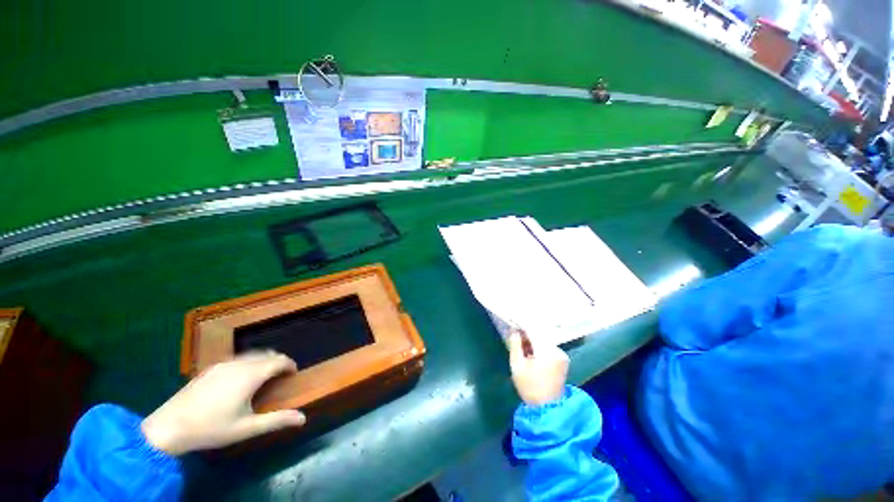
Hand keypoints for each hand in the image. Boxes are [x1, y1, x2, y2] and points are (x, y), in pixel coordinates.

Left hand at [142, 352, 305, 455]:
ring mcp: (223, 364)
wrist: (168, 427)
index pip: (279, 361)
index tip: (293, 374)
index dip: (290, 365)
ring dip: (263, 360)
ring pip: (252, 354)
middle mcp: (240, 364)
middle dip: (278, 361)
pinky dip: (248, 362)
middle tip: (281, 375)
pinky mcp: (211, 368)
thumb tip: (303, 418)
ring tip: (263, 375)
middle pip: (267, 354)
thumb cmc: (212, 428)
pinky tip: (241, 378)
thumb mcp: (246, 428)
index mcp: (251, 375)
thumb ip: (276, 421)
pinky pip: (238, 358)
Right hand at [507, 330, 568, 405]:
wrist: (548, 409)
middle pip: (539, 334)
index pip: (533, 330)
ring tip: (521, 346)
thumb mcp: (517, 365)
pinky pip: (548, 347)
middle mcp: (557, 350)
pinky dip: (538, 346)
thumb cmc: (530, 387)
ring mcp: (562, 355)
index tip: (512, 319)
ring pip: (544, 340)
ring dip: (532, 340)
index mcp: (547, 351)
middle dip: (526, 333)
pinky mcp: (562, 360)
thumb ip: (515, 344)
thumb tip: (514, 330)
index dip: (522, 323)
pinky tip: (530, 353)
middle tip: (514, 335)